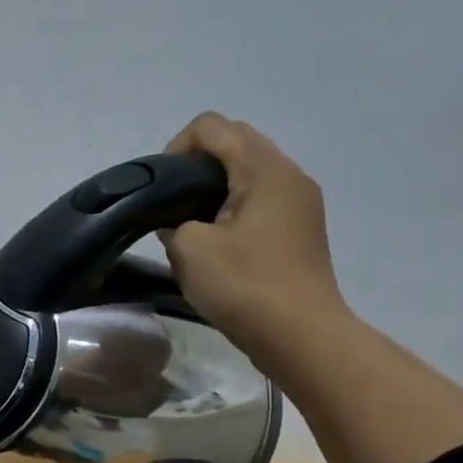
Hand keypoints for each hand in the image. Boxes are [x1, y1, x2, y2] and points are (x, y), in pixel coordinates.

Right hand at [162, 113, 348, 352]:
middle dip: (195, 165)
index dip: (176, 148)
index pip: (212, 126)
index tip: (161, 189)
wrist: (300, 335)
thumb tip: (180, 221)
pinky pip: (259, 198)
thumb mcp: (189, 248)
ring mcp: (300, 201)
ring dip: (214, 188)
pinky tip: (217, 243)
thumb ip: (173, 221)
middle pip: (234, 142)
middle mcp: (289, 174)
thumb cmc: (244, 285)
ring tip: (191, 227)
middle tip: (172, 206)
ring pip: (248, 172)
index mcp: (264, 169)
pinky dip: (232, 207)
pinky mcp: (300, 228)